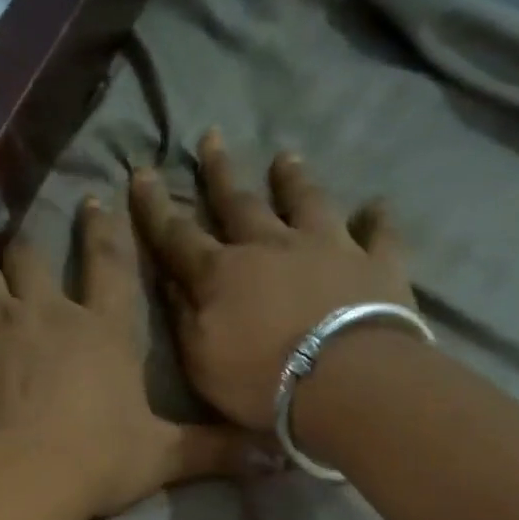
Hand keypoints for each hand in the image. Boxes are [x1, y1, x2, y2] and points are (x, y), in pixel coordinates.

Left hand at [0, 197, 255, 519]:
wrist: (17, 479)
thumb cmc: (95, 460)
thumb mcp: (161, 456)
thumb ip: (212, 450)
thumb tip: (277, 458)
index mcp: (102, 328)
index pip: (108, 263)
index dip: (104, 229)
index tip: (96, 200)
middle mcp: (47, 315)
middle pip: (33, 259)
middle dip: (34, 246)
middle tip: (33, 240)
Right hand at [129, 129, 418, 431]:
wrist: (345, 382)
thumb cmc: (260, 380)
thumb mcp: (200, 360)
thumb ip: (183, 316)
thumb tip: (170, 280)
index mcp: (221, 273)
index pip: (177, 234)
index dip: (155, 206)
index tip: (141, 172)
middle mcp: (271, 246)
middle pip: (239, 203)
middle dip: (220, 173)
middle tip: (211, 137)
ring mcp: (328, 248)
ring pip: (306, 202)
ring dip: (293, 180)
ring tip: (285, 157)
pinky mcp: (376, 264)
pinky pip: (377, 234)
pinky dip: (376, 219)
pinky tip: (376, 205)